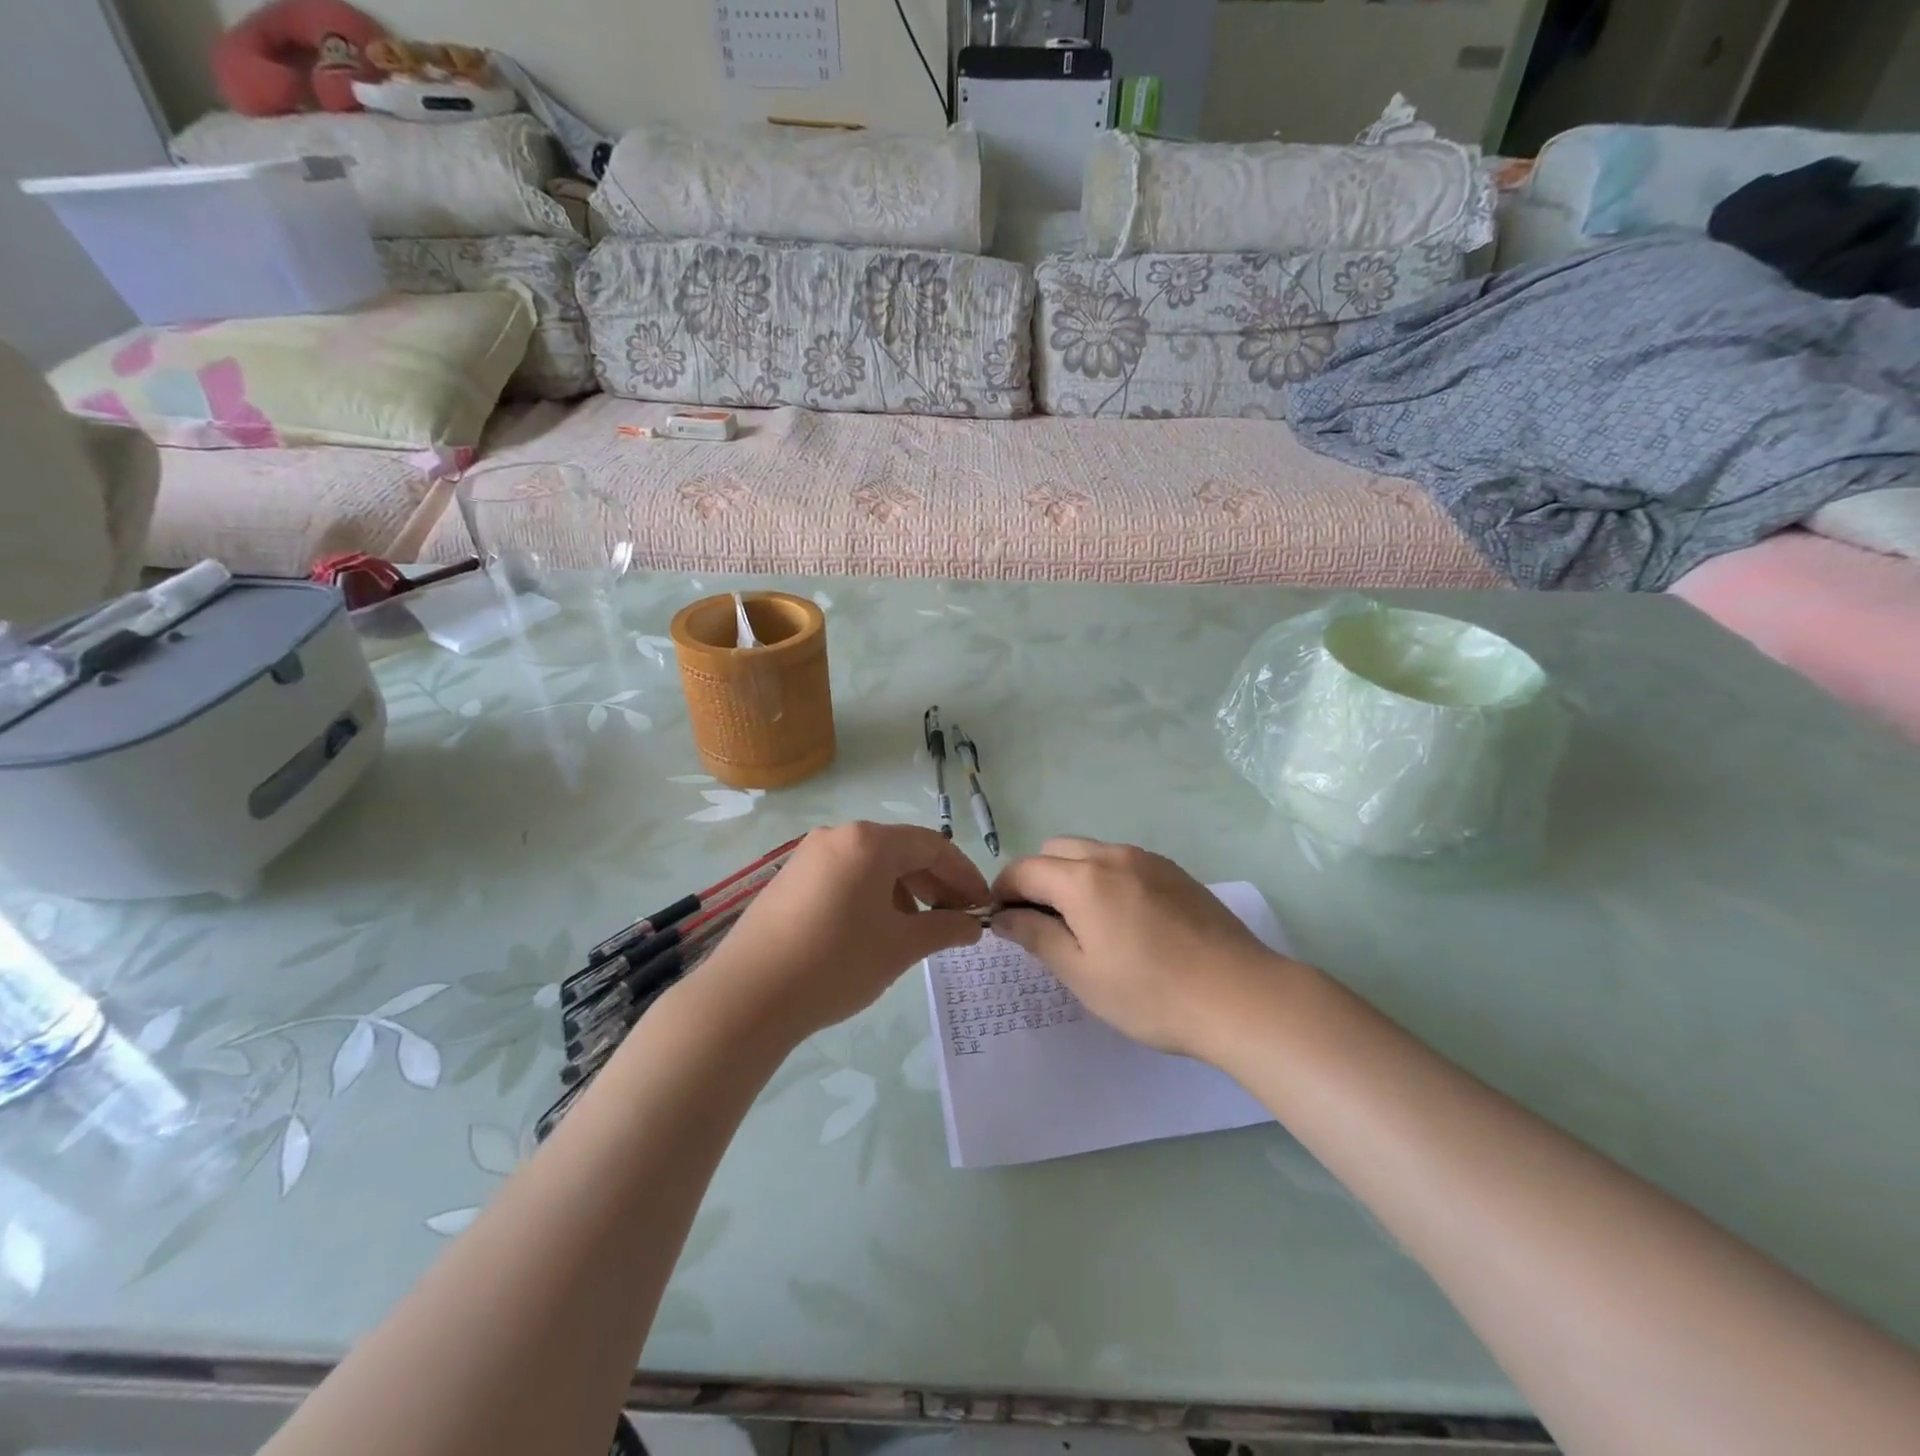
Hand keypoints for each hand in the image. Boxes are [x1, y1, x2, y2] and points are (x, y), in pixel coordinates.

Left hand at [680, 822, 988, 1047]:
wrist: (748, 996)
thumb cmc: (836, 963)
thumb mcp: (901, 947)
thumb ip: (945, 928)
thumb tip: (972, 925)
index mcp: (869, 841)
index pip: (933, 846)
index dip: (964, 875)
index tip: (982, 907)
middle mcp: (838, 836)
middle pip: (902, 852)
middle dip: (935, 884)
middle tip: (956, 920)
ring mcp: (809, 856)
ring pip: (872, 865)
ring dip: (904, 892)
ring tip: (917, 931)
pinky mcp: (790, 879)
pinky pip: (845, 877)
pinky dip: (871, 896)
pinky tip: (874, 931)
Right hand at [990, 837, 1289, 1059]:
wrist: (1241, 996)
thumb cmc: (1151, 994)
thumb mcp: (1082, 973)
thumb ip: (1037, 936)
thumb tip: (1004, 916)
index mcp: (1083, 879)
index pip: (1024, 869)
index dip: (1004, 890)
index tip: (1002, 920)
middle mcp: (1112, 855)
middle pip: (1055, 850)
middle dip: (1036, 878)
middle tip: (1041, 923)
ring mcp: (1148, 860)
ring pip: (1091, 852)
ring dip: (1071, 876)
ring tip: (1083, 924)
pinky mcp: (1174, 872)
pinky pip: (1122, 862)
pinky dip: (1104, 878)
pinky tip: (1123, 921)